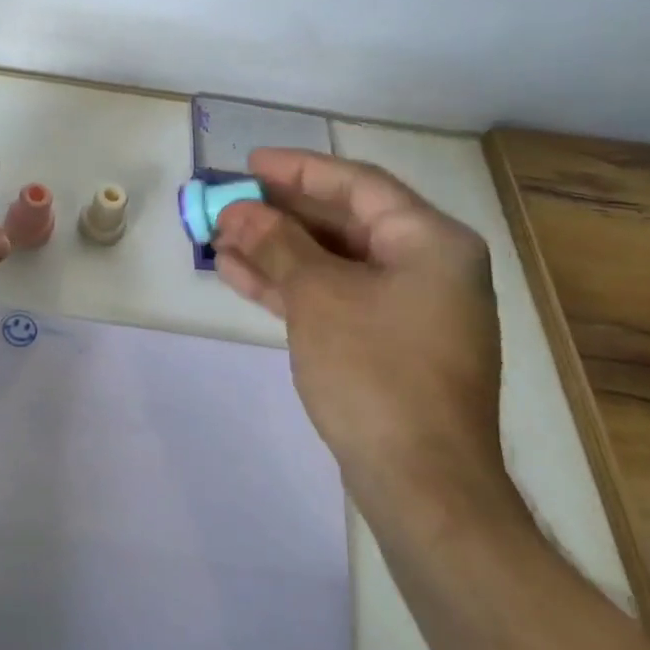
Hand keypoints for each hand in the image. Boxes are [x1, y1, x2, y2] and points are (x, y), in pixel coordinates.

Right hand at [212, 148, 505, 517]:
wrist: (422, 485)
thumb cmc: (376, 372)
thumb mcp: (318, 296)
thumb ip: (276, 244)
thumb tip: (238, 210)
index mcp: (430, 242)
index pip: (357, 185)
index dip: (298, 170)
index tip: (250, 164)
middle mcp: (427, 267)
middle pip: (343, 222)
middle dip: (279, 214)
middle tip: (227, 204)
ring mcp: (408, 308)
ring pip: (332, 261)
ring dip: (275, 250)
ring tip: (218, 239)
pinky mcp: (387, 344)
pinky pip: (334, 297)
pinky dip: (290, 286)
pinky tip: (239, 275)